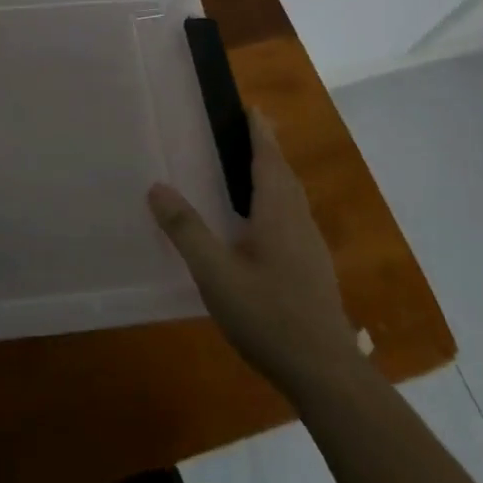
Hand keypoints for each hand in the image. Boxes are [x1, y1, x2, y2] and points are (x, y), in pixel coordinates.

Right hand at [148, 105, 358, 391]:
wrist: (326, 374)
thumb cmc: (268, 315)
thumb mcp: (216, 273)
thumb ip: (186, 230)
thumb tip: (157, 187)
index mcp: (278, 214)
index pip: (268, 161)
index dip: (259, 134)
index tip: (252, 108)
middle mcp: (299, 224)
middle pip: (284, 176)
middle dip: (268, 150)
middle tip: (250, 131)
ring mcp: (311, 250)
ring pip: (292, 200)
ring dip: (275, 177)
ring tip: (254, 170)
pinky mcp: (314, 273)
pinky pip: (293, 221)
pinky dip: (277, 204)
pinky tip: (264, 226)